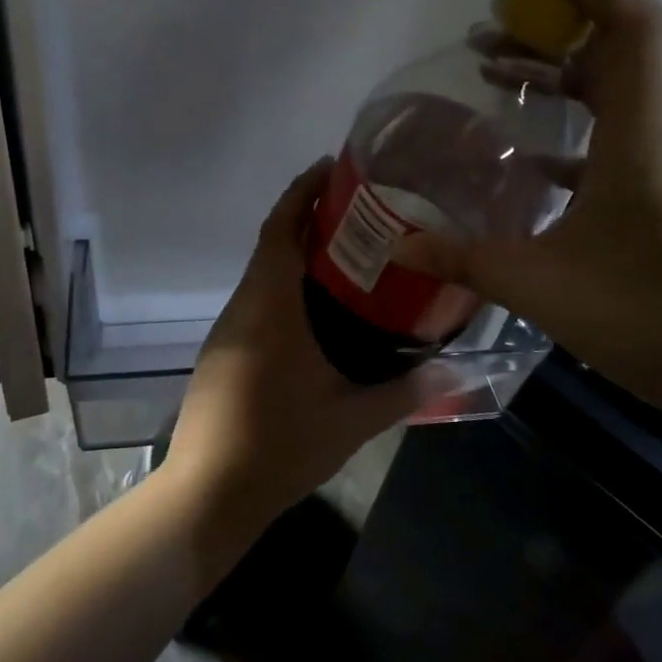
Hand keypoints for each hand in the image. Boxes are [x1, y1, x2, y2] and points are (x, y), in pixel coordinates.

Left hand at [162, 161, 449, 538]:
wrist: (206, 494)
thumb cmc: (278, 446)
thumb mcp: (350, 420)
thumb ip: (405, 392)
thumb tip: (456, 370)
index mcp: (269, 306)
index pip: (280, 228)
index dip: (302, 191)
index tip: (333, 168)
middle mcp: (243, 307)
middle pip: (271, 243)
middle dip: (307, 217)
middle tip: (359, 210)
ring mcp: (228, 331)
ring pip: (262, 274)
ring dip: (295, 253)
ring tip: (347, 253)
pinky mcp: (223, 353)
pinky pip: (257, 301)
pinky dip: (285, 286)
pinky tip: (317, 310)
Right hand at [401, 0, 661, 415]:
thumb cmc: (659, 325)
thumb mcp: (545, 293)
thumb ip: (466, 262)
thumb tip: (399, 245)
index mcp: (642, 141)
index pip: (630, 21)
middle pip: (619, 45)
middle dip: (553, 19)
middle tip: (489, 24)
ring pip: (617, 93)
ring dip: (558, 73)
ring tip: (493, 72)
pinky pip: (619, 138)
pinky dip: (573, 128)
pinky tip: (530, 160)